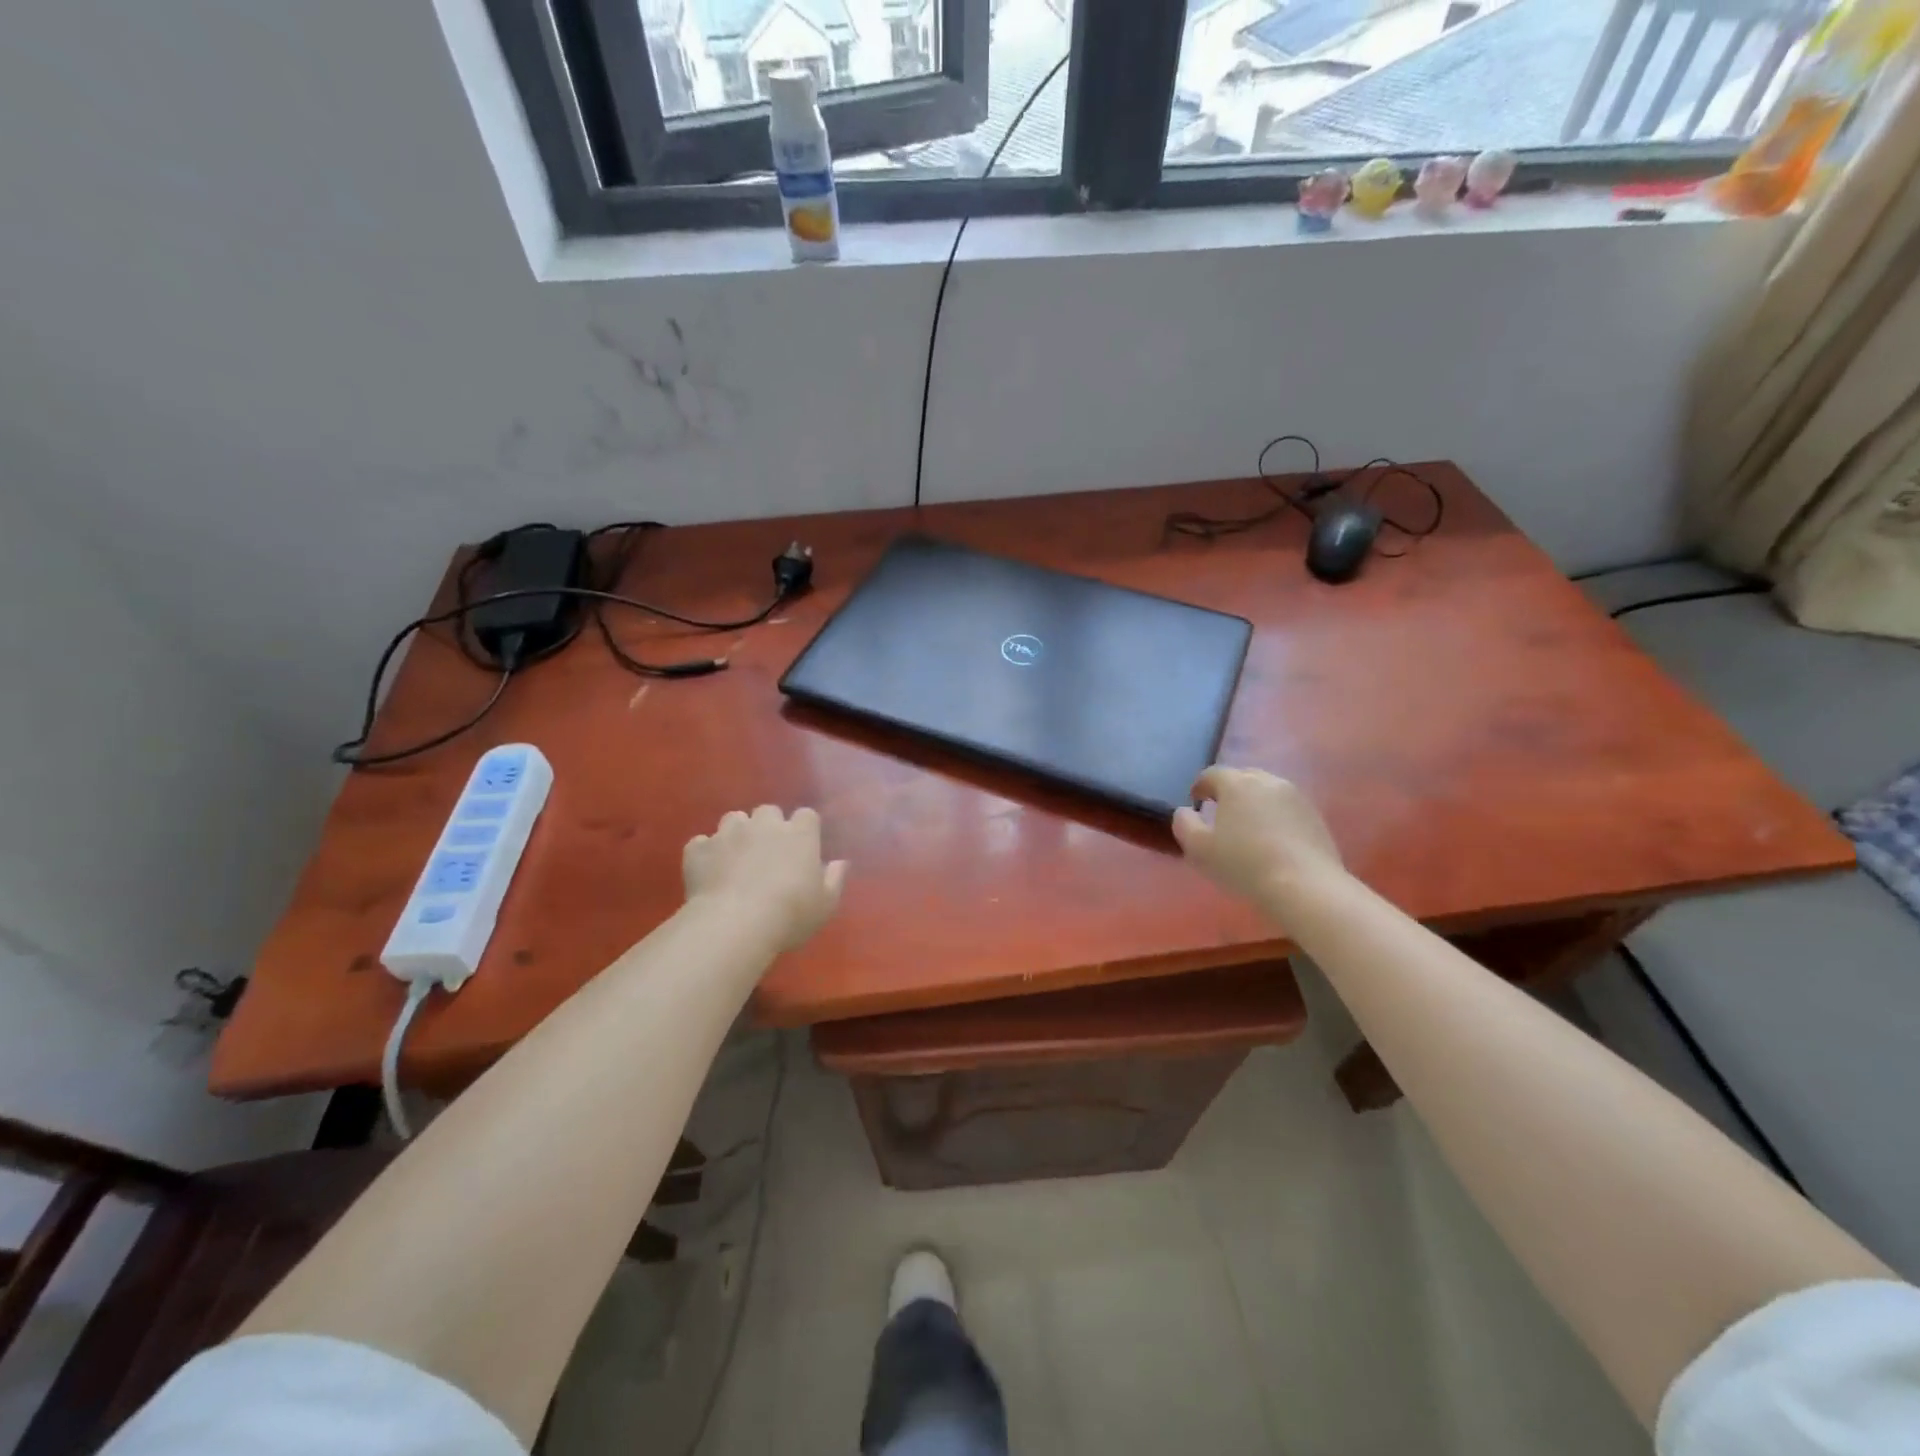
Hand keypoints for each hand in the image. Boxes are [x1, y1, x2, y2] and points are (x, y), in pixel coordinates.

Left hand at [683, 805, 846, 951]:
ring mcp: (728, 833)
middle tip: (768, 853)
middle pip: (768, 811)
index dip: (804, 828)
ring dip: (737, 834)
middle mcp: (764, 824)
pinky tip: (709, 871)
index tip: (803, 847)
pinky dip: (706, 853)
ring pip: (733, 819)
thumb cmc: (790, 914)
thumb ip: (834, 879)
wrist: (734, 924)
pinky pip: (702, 843)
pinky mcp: (699, 849)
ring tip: (736, 859)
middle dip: (768, 827)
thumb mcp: (825, 905)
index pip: (807, 815)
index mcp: (799, 834)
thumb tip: (840, 862)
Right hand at [1172, 767, 1344, 909]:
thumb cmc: (1244, 864)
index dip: (1200, 786)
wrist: (1304, 886)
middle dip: (1229, 790)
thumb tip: (1185, 811)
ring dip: (1254, 802)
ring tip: (1248, 827)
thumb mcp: (1199, 848)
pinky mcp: (1315, 816)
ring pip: (1267, 791)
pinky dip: (1276, 816)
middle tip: (1221, 813)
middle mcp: (1268, 781)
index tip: (1196, 802)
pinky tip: (1273, 840)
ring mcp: (1296, 797)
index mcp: (1237, 783)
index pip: (1212, 774)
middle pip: (1243, 777)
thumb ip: (1184, 824)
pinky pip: (1287, 808)